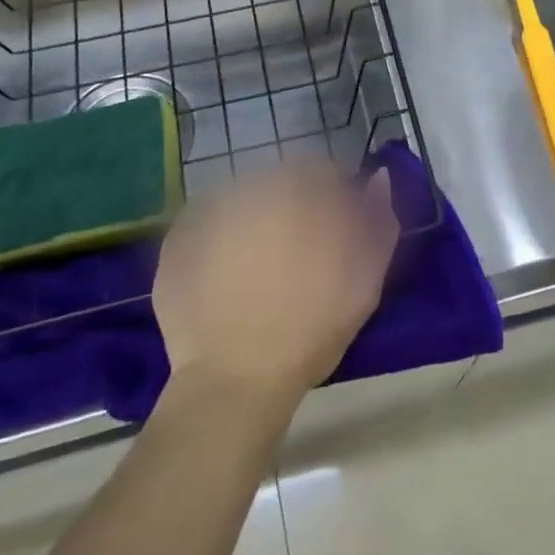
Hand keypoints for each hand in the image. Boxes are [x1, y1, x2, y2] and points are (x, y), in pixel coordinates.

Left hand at [153, 160, 398, 410]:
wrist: (236, 382)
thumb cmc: (311, 329)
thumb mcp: (365, 279)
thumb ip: (378, 220)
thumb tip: (377, 178)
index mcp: (298, 189)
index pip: (321, 172)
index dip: (331, 200)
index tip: (333, 234)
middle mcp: (250, 186)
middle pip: (277, 183)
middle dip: (289, 209)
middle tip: (294, 256)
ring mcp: (207, 211)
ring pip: (240, 203)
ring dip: (252, 223)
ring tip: (257, 272)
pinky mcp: (177, 241)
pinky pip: (203, 228)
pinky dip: (216, 244)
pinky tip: (225, 281)